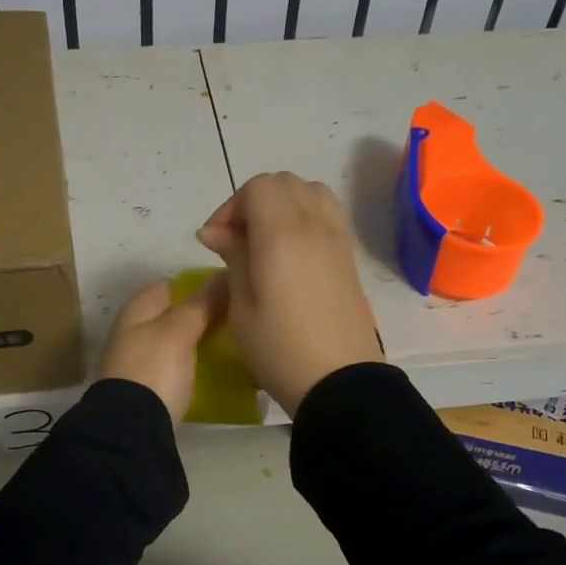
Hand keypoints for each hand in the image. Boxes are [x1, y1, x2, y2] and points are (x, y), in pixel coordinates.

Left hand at [94, 275, 227, 420]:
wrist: (131, 430)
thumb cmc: (153, 370)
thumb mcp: (179, 331)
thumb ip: (201, 304)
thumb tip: (224, 275)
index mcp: (135, 313)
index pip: (168, 287)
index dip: (196, 286)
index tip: (227, 292)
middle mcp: (132, 334)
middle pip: (170, 317)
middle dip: (199, 317)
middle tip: (234, 320)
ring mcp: (137, 365)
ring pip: (172, 344)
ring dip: (195, 343)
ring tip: (229, 345)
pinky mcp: (146, 392)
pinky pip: (173, 370)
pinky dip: (190, 367)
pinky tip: (212, 372)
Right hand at [197, 172, 383, 415]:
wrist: (339, 382)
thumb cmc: (279, 349)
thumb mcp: (241, 306)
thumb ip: (232, 257)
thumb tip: (215, 231)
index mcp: (282, 234)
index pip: (258, 187)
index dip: (231, 207)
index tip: (217, 241)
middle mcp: (314, 225)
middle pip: (284, 183)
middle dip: (255, 201)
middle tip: (238, 240)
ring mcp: (338, 238)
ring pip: (311, 192)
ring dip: (284, 204)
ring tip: (267, 241)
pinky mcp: (350, 256)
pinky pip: (328, 214)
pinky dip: (306, 217)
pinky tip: (292, 253)